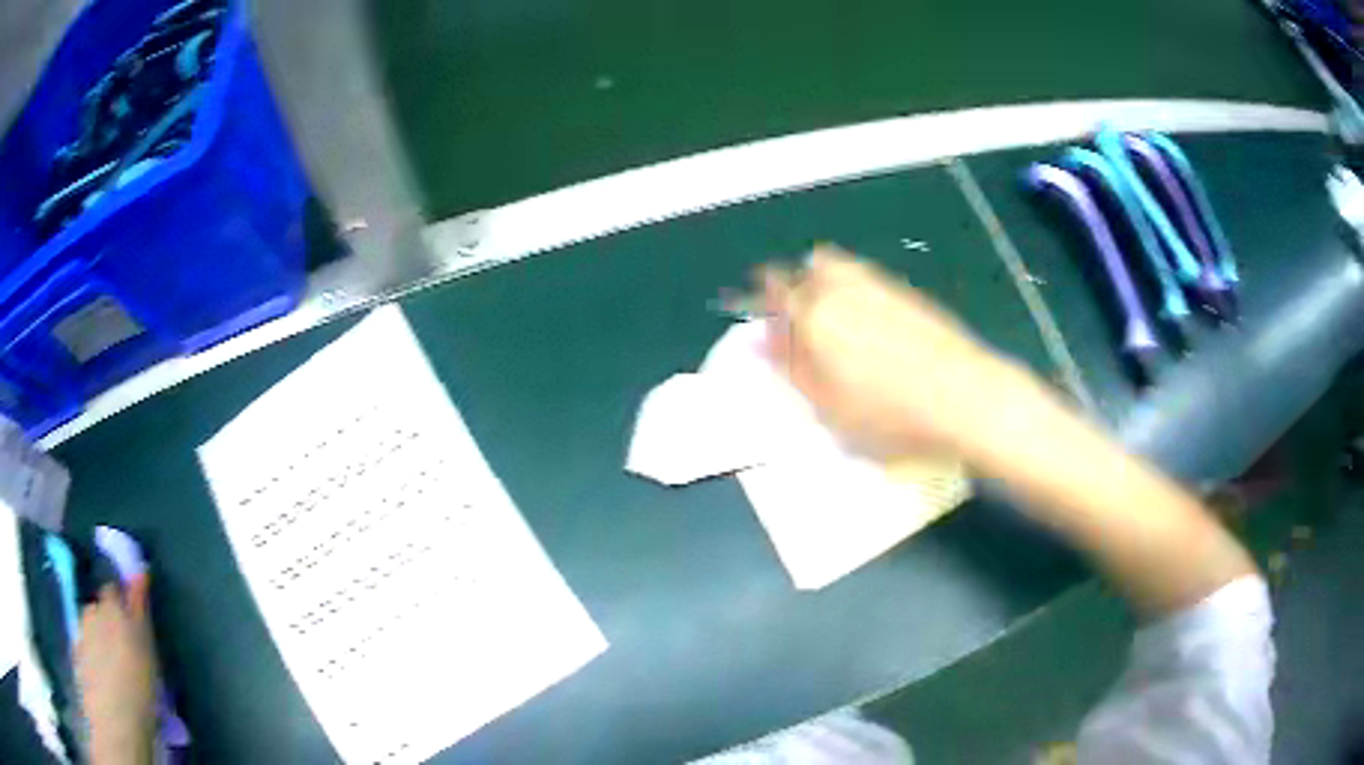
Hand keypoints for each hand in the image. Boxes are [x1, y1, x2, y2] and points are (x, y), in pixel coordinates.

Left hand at [77, 577, 156, 764]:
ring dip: (99, 641)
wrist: (114, 720)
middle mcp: (91, 611)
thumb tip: (141, 570)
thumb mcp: (146, 648)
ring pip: (90, 629)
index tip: (131, 621)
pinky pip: (85, 649)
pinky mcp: (76, 655)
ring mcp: (80, 633)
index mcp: (111, 606)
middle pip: (99, 608)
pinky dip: (93, 659)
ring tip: (114, 672)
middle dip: (108, 622)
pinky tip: (104, 682)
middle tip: (125, 653)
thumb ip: (140, 607)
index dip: (120, 600)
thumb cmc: (138, 686)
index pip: (112, 588)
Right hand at [760, 244, 1039, 459]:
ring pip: (836, 267)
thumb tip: (760, 339)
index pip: (772, 291)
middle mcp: (842, 287)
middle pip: (805, 271)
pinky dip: (853, 289)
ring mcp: (877, 284)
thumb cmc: (891, 415)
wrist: (967, 398)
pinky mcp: (906, 291)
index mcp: (814, 314)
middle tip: (799, 325)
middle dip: (794, 290)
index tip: (767, 325)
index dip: (762, 303)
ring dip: (823, 283)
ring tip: (832, 321)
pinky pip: (864, 277)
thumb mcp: (829, 407)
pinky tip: (867, 324)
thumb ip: (790, 368)